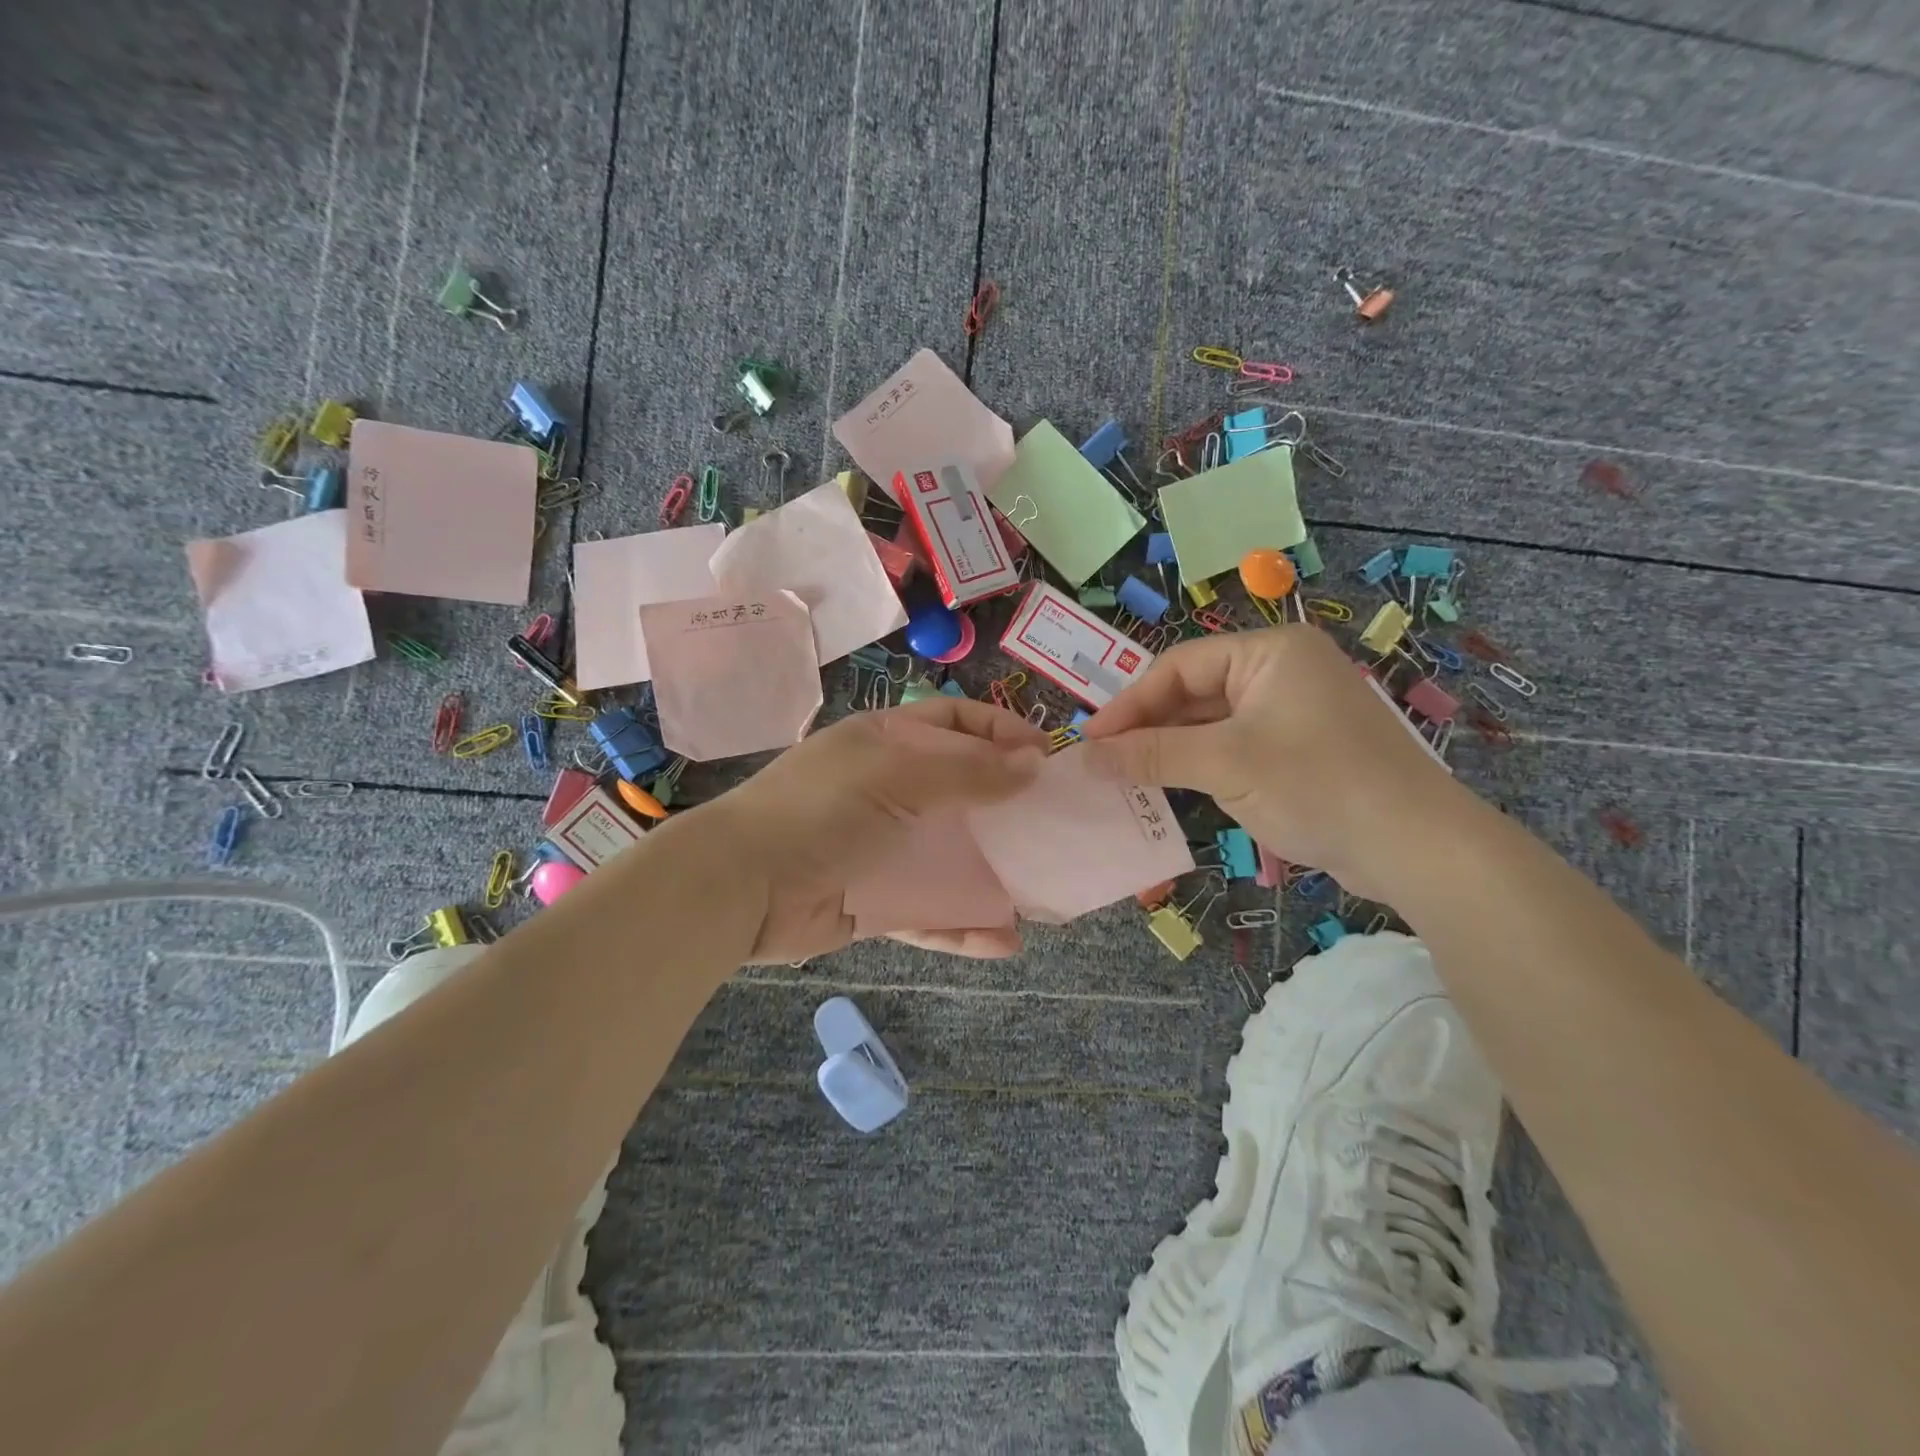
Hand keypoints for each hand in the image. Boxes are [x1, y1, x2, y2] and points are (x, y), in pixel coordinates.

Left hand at [698, 699, 1047, 963]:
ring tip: (1039, 892)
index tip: (1046, 758)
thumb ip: (967, 771)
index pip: (955, 723)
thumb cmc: (822, 810)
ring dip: (993, 875)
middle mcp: (889, 791)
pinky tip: (1003, 941)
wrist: (742, 885)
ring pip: (951, 858)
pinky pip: (929, 915)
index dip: (1001, 733)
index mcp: (886, 744)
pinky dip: (963, 927)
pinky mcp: (875, 903)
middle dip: (1008, 809)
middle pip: (962, 792)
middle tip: (1055, 826)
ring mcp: (883, 849)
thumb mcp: (896, 775)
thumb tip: (1032, 763)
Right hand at [1079, 625, 1471, 899]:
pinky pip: (1232, 745)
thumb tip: (1085, 755)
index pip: (1179, 667)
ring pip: (1210, 722)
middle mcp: (1281, 670)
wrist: (1414, 847)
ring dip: (1169, 748)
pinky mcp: (1297, 748)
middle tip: (1102, 760)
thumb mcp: (1224, 764)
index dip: (1129, 703)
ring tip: (1125, 775)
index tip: (1089, 740)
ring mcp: (1291, 710)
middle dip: (1147, 726)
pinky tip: (1169, 785)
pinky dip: (1199, 764)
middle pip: (1193, 692)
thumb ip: (1150, 754)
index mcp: (1269, 651)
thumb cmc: (1317, 785)